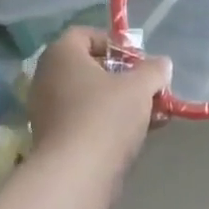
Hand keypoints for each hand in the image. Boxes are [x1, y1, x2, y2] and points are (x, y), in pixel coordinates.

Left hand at [28, 28, 171, 176]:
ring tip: (152, 115)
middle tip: (150, 90)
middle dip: (124, 78)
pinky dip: (109, 124)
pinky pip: (86, 122)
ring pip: (90, 98)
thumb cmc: (106, 117)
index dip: (115, 44)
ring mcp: (48, 111)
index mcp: (61, 55)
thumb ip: (153, 71)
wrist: (77, 173)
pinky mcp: (55, 139)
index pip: (85, 34)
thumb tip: (161, 64)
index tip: (140, 61)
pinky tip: (138, 136)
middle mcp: (47, 78)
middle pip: (90, 69)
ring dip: (121, 104)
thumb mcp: (139, 87)